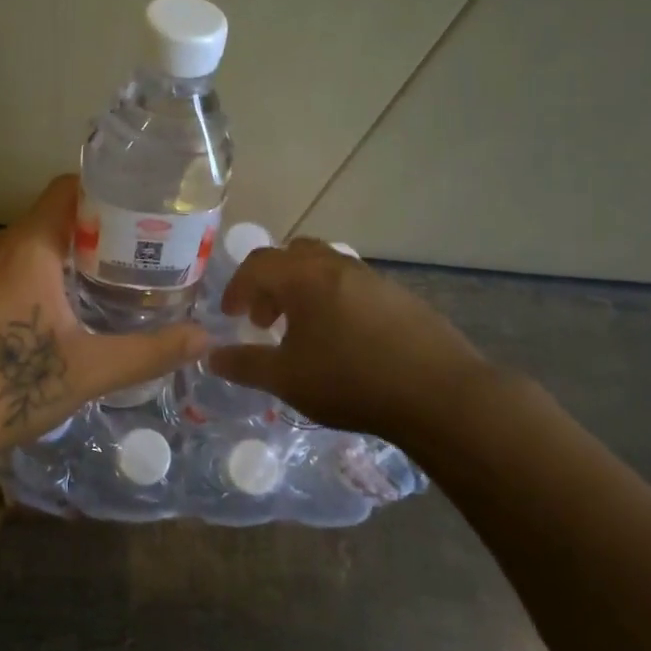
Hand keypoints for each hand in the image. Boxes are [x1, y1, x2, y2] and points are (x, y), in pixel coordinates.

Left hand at [0, 175, 210, 467]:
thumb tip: (207, 338)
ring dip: (64, 259)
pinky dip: (34, 279)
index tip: (143, 214)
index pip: (68, 189)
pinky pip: (3, 271)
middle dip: (95, 233)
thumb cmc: (6, 388)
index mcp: (27, 248)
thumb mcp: (89, 371)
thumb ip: (150, 351)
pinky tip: (52, 316)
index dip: (107, 192)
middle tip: (137, 258)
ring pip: (26, 247)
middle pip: (51, 218)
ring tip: (105, 285)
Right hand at [209, 238, 492, 439]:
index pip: (258, 264)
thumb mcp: (286, 379)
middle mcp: (338, 266)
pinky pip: (354, 287)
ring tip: (304, 333)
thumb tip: (210, 356)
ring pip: (326, 269)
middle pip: (293, 256)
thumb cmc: (350, 381)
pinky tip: (345, 342)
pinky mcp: (401, 297)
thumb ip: (244, 365)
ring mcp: (373, 278)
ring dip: (304, 292)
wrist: (439, 394)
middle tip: (265, 320)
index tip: (231, 315)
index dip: (238, 287)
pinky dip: (335, 302)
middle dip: (271, 283)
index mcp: (304, 277)